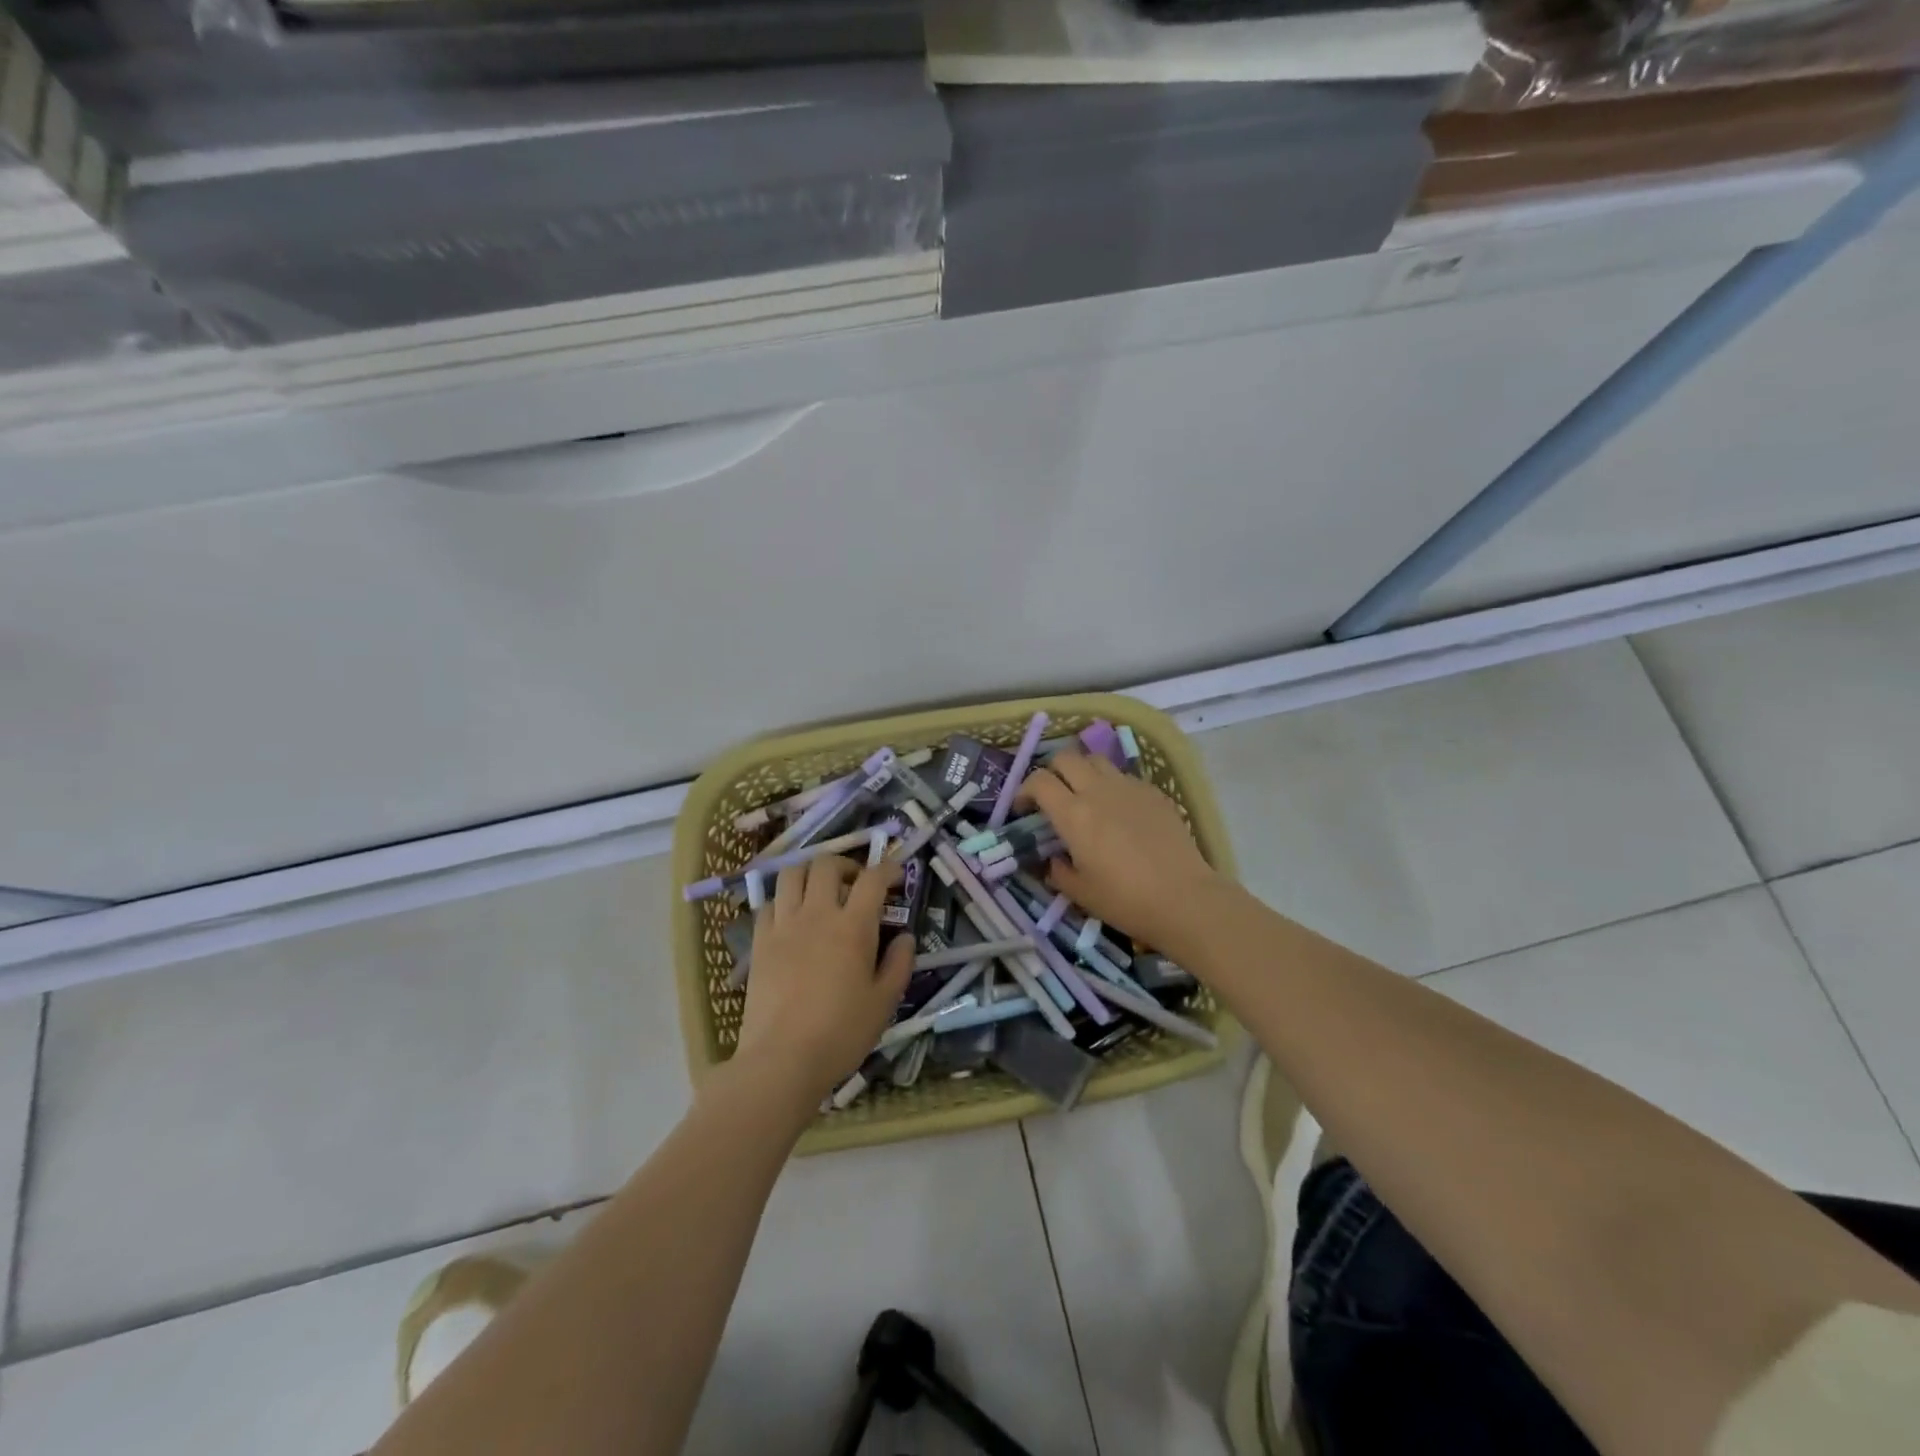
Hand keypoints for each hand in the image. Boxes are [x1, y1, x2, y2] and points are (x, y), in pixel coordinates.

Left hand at [733, 856, 914, 1105]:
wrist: (782, 1059)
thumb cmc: (841, 1033)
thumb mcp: (885, 1002)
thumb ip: (899, 964)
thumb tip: (905, 937)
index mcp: (853, 926)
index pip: (873, 878)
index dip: (888, 868)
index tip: (896, 875)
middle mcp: (817, 914)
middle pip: (826, 864)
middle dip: (846, 865)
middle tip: (856, 884)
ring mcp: (783, 925)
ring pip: (792, 874)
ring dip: (811, 873)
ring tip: (821, 891)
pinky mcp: (759, 941)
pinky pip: (769, 903)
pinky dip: (784, 900)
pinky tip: (792, 918)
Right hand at [1017, 749, 1221, 948]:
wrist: (1184, 898)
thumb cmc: (1125, 900)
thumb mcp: (1080, 893)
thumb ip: (1058, 871)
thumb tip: (1053, 861)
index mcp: (1073, 814)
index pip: (1039, 781)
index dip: (1025, 790)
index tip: (1025, 809)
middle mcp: (1098, 790)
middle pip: (1066, 758)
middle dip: (1053, 772)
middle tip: (1053, 797)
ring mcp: (1129, 787)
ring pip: (1097, 760)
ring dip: (1083, 772)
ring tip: (1086, 796)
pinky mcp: (1154, 792)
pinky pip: (1125, 777)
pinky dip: (1112, 785)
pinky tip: (1120, 811)